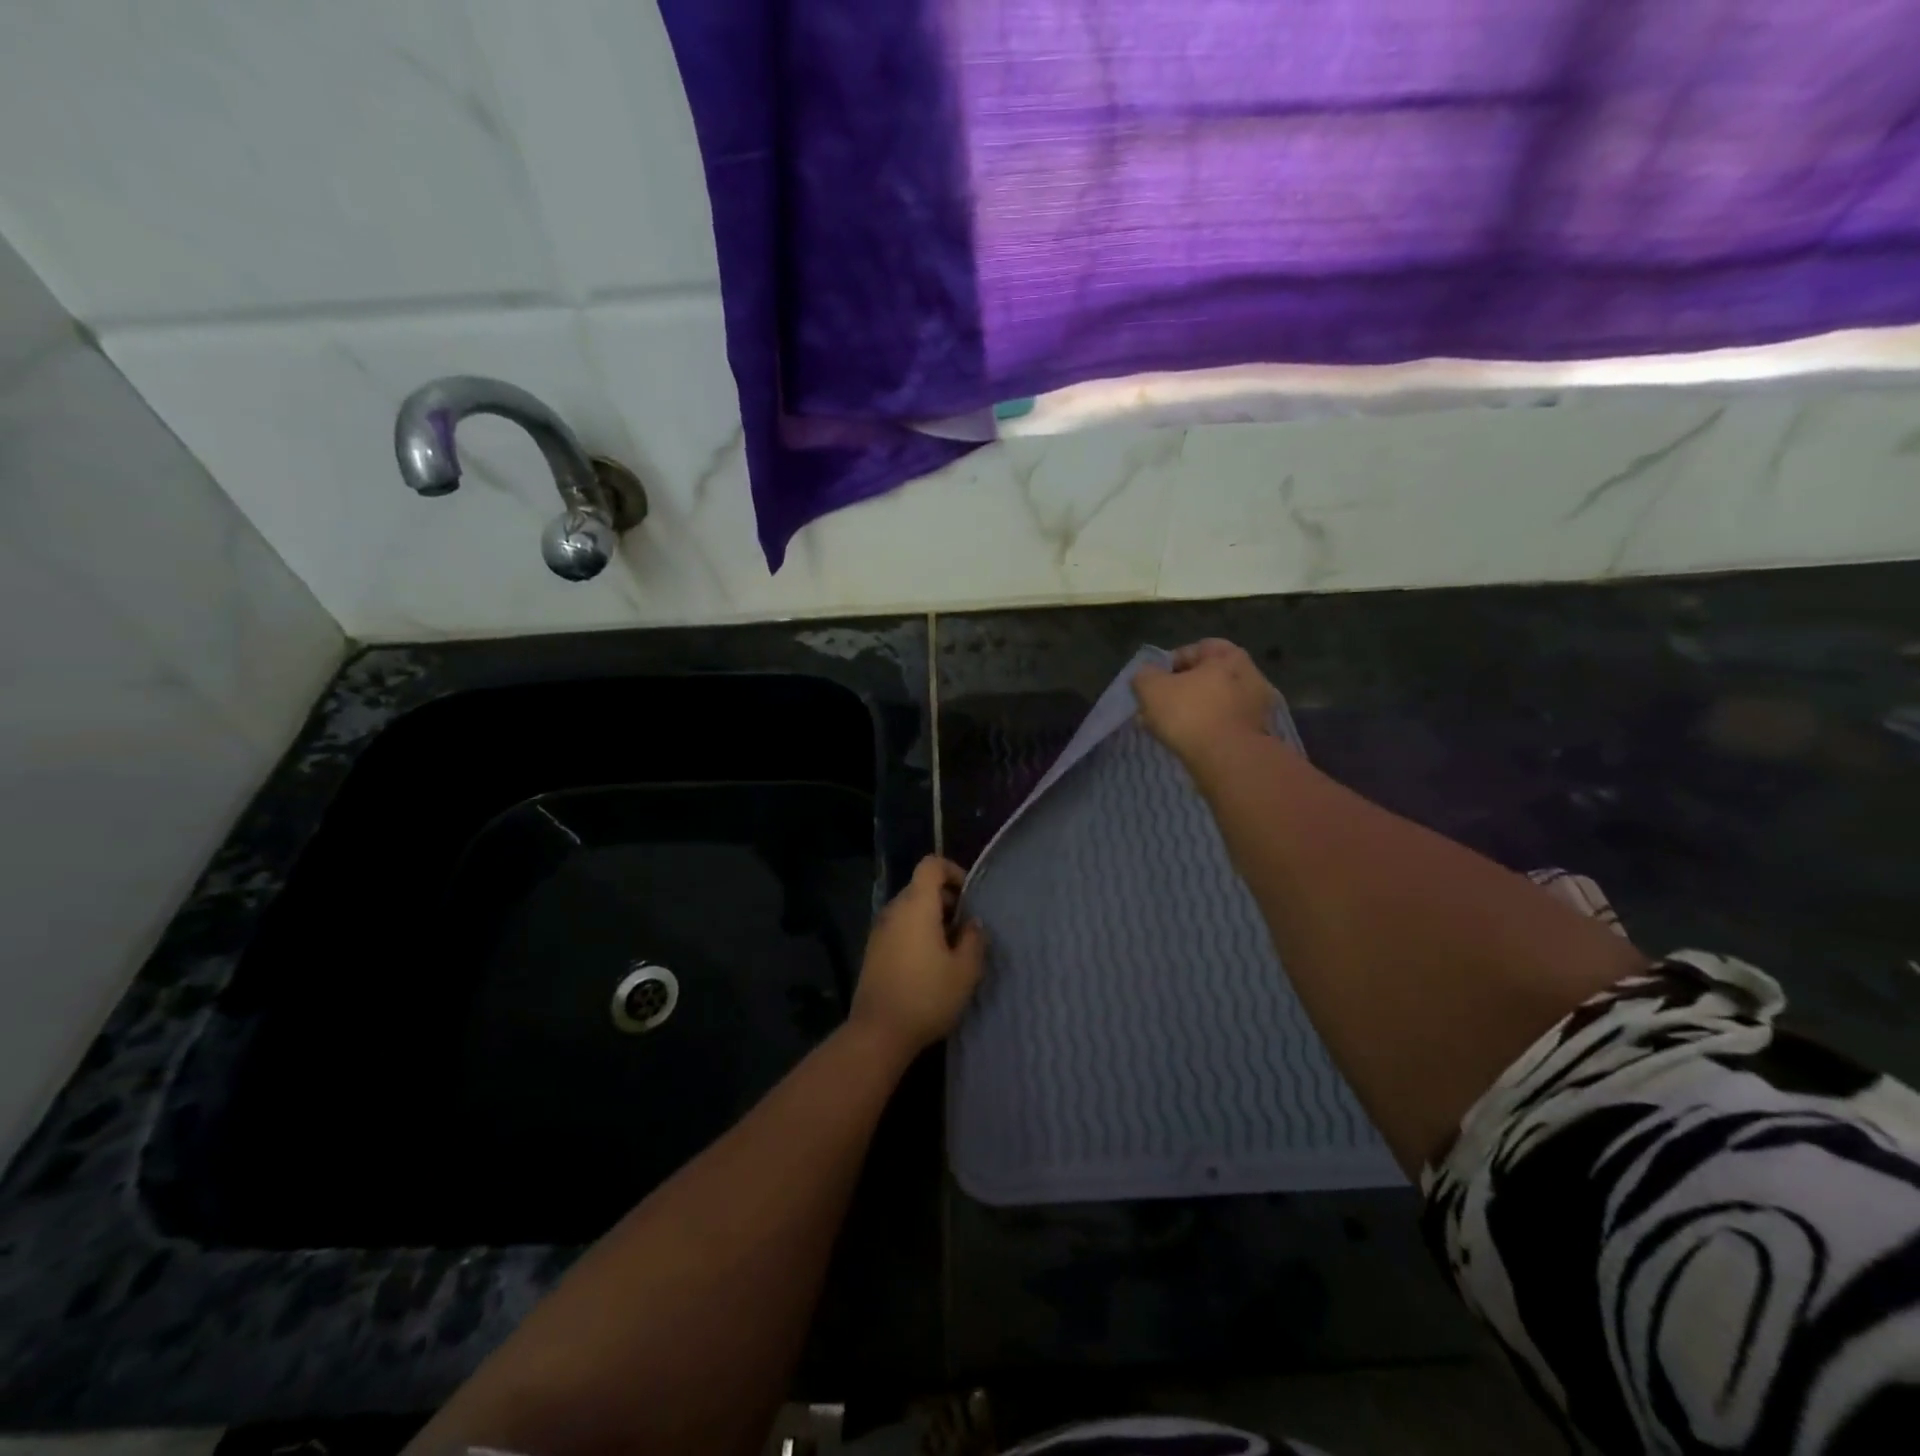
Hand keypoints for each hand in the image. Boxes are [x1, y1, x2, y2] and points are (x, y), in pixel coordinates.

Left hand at [849, 856, 986, 1057]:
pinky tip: (930, 965)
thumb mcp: (965, 971)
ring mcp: (879, 930)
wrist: (878, 1032)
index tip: (969, 897)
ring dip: (932, 919)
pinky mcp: (873, 950)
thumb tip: (972, 924)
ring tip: (951, 950)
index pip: (931, 865)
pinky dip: (916, 933)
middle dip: (947, 900)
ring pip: (910, 909)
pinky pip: (899, 928)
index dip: (953, 871)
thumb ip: (973, 940)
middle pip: (921, 887)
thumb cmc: (927, 996)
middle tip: (966, 929)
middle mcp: (894, 910)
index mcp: (917, 905)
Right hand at [1133, 638, 1280, 766]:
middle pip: (1207, 677)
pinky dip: (1206, 730)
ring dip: (1193, 712)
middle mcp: (1250, 676)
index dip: (1171, 662)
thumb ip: (1144, 675)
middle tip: (1158, 707)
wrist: (1228, 761)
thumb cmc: (1190, 713)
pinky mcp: (1257, 734)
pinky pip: (1224, 725)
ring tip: (1168, 728)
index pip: (1197, 648)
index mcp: (1229, 656)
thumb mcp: (1151, 688)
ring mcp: (1257, 707)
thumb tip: (1146, 676)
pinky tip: (1187, 742)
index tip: (1154, 681)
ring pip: (1215, 703)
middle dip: (1181, 691)